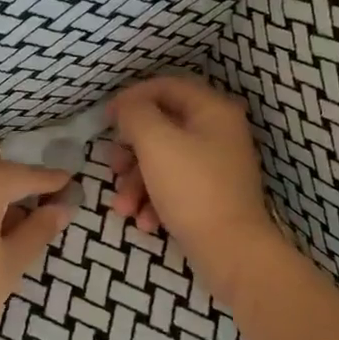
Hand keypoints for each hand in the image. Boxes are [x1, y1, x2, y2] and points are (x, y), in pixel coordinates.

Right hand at [106, 75, 283, 277]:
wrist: (232, 253)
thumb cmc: (193, 189)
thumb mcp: (156, 142)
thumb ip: (135, 114)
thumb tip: (127, 108)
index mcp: (212, 111)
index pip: (166, 86)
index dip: (132, 97)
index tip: (106, 119)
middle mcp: (218, 133)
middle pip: (160, 127)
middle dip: (130, 151)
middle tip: (113, 167)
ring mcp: (215, 166)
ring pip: (162, 161)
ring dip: (135, 182)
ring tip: (123, 207)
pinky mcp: (209, 196)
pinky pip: (173, 186)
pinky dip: (153, 201)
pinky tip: (145, 222)